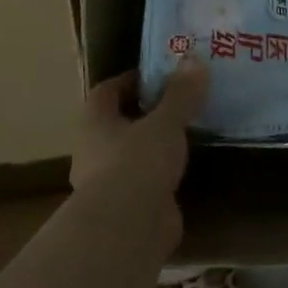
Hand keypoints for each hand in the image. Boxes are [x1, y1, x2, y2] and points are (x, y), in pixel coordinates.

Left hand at [70, 63, 207, 247]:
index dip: (130, 80)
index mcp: (94, 123)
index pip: (106, 91)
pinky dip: (162, 173)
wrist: (128, 227)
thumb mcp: (166, 122)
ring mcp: (108, 182)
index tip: (159, 75)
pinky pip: (145, 181)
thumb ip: (181, 94)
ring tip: (188, 133)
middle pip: (118, 123)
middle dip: (146, 113)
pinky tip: (187, 167)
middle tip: (180, 102)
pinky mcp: (126, 208)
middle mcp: (93, 150)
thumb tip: (194, 60)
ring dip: (153, 145)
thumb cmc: (138, 161)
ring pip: (131, 154)